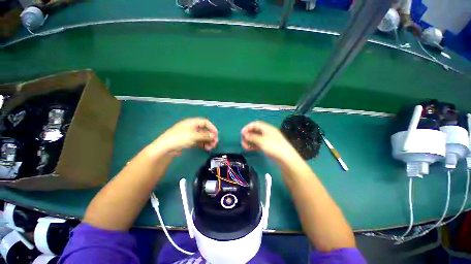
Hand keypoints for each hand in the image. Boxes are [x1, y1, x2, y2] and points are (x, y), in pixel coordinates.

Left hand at [152, 118, 217, 154]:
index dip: (212, 128)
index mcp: (192, 122)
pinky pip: (198, 141)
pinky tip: (206, 148)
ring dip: (208, 141)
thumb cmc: (180, 138)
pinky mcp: (188, 141)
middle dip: (210, 136)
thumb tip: (214, 136)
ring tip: (211, 147)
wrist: (165, 147)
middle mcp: (192, 127)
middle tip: (215, 143)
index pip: (205, 122)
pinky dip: (203, 144)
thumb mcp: (194, 136)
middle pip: (204, 130)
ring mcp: (190, 134)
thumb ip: (205, 135)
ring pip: (202, 136)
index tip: (216, 135)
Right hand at [241, 121, 298, 161]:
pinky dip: (253, 145)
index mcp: (267, 128)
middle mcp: (267, 132)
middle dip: (248, 135)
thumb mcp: (262, 141)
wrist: (286, 158)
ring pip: (256, 138)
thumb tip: (245, 134)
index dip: (248, 127)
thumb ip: (252, 137)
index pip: (255, 124)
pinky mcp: (267, 146)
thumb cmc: (274, 146)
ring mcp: (267, 139)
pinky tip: (249, 149)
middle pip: (255, 131)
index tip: (242, 133)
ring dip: (249, 141)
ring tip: (245, 147)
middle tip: (243, 141)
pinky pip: (258, 143)